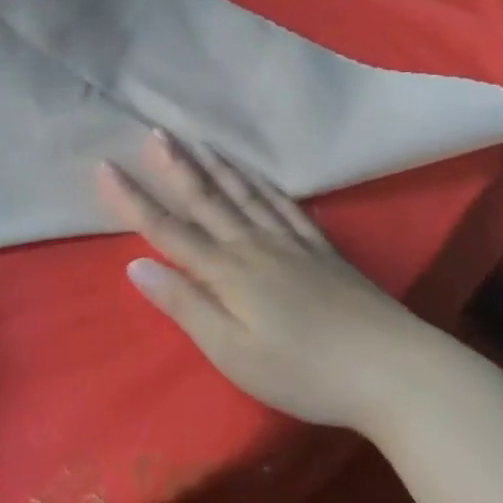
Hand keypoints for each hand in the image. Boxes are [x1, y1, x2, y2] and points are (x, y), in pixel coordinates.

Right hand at [98, 131, 461, 433]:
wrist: (396, 371)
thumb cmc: (304, 371)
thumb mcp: (232, 351)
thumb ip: (185, 305)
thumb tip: (136, 266)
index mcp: (227, 272)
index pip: (168, 229)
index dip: (134, 199)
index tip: (106, 166)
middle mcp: (254, 246)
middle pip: (208, 199)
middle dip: (176, 166)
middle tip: (156, 131)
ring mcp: (292, 244)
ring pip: (246, 195)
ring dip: (217, 166)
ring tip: (198, 140)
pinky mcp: (323, 251)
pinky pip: (286, 207)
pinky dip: (266, 186)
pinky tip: (258, 175)